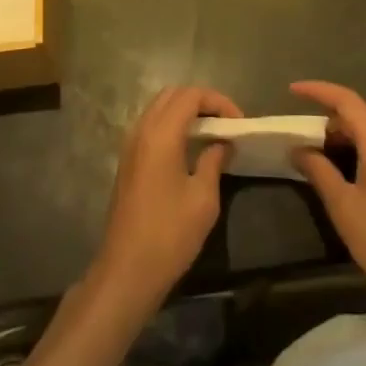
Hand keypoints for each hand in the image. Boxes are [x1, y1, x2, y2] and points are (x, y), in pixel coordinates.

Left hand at [93, 86, 242, 312]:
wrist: (127, 271)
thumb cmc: (169, 234)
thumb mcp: (203, 198)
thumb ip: (213, 161)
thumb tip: (222, 143)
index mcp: (161, 133)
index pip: (191, 95)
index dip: (218, 101)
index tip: (238, 122)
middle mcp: (142, 130)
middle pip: (173, 95)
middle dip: (201, 101)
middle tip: (225, 123)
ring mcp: (130, 144)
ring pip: (159, 108)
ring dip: (185, 112)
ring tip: (211, 133)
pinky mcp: (127, 160)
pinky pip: (151, 125)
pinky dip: (172, 125)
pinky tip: (189, 148)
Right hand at [290, 80, 365, 309]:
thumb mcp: (344, 206)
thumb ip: (319, 171)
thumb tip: (298, 148)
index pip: (346, 100)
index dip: (318, 90)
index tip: (292, 90)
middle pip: (358, 117)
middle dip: (327, 122)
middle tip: (300, 139)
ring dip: (341, 140)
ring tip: (317, 160)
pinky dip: (357, 154)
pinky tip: (344, 177)